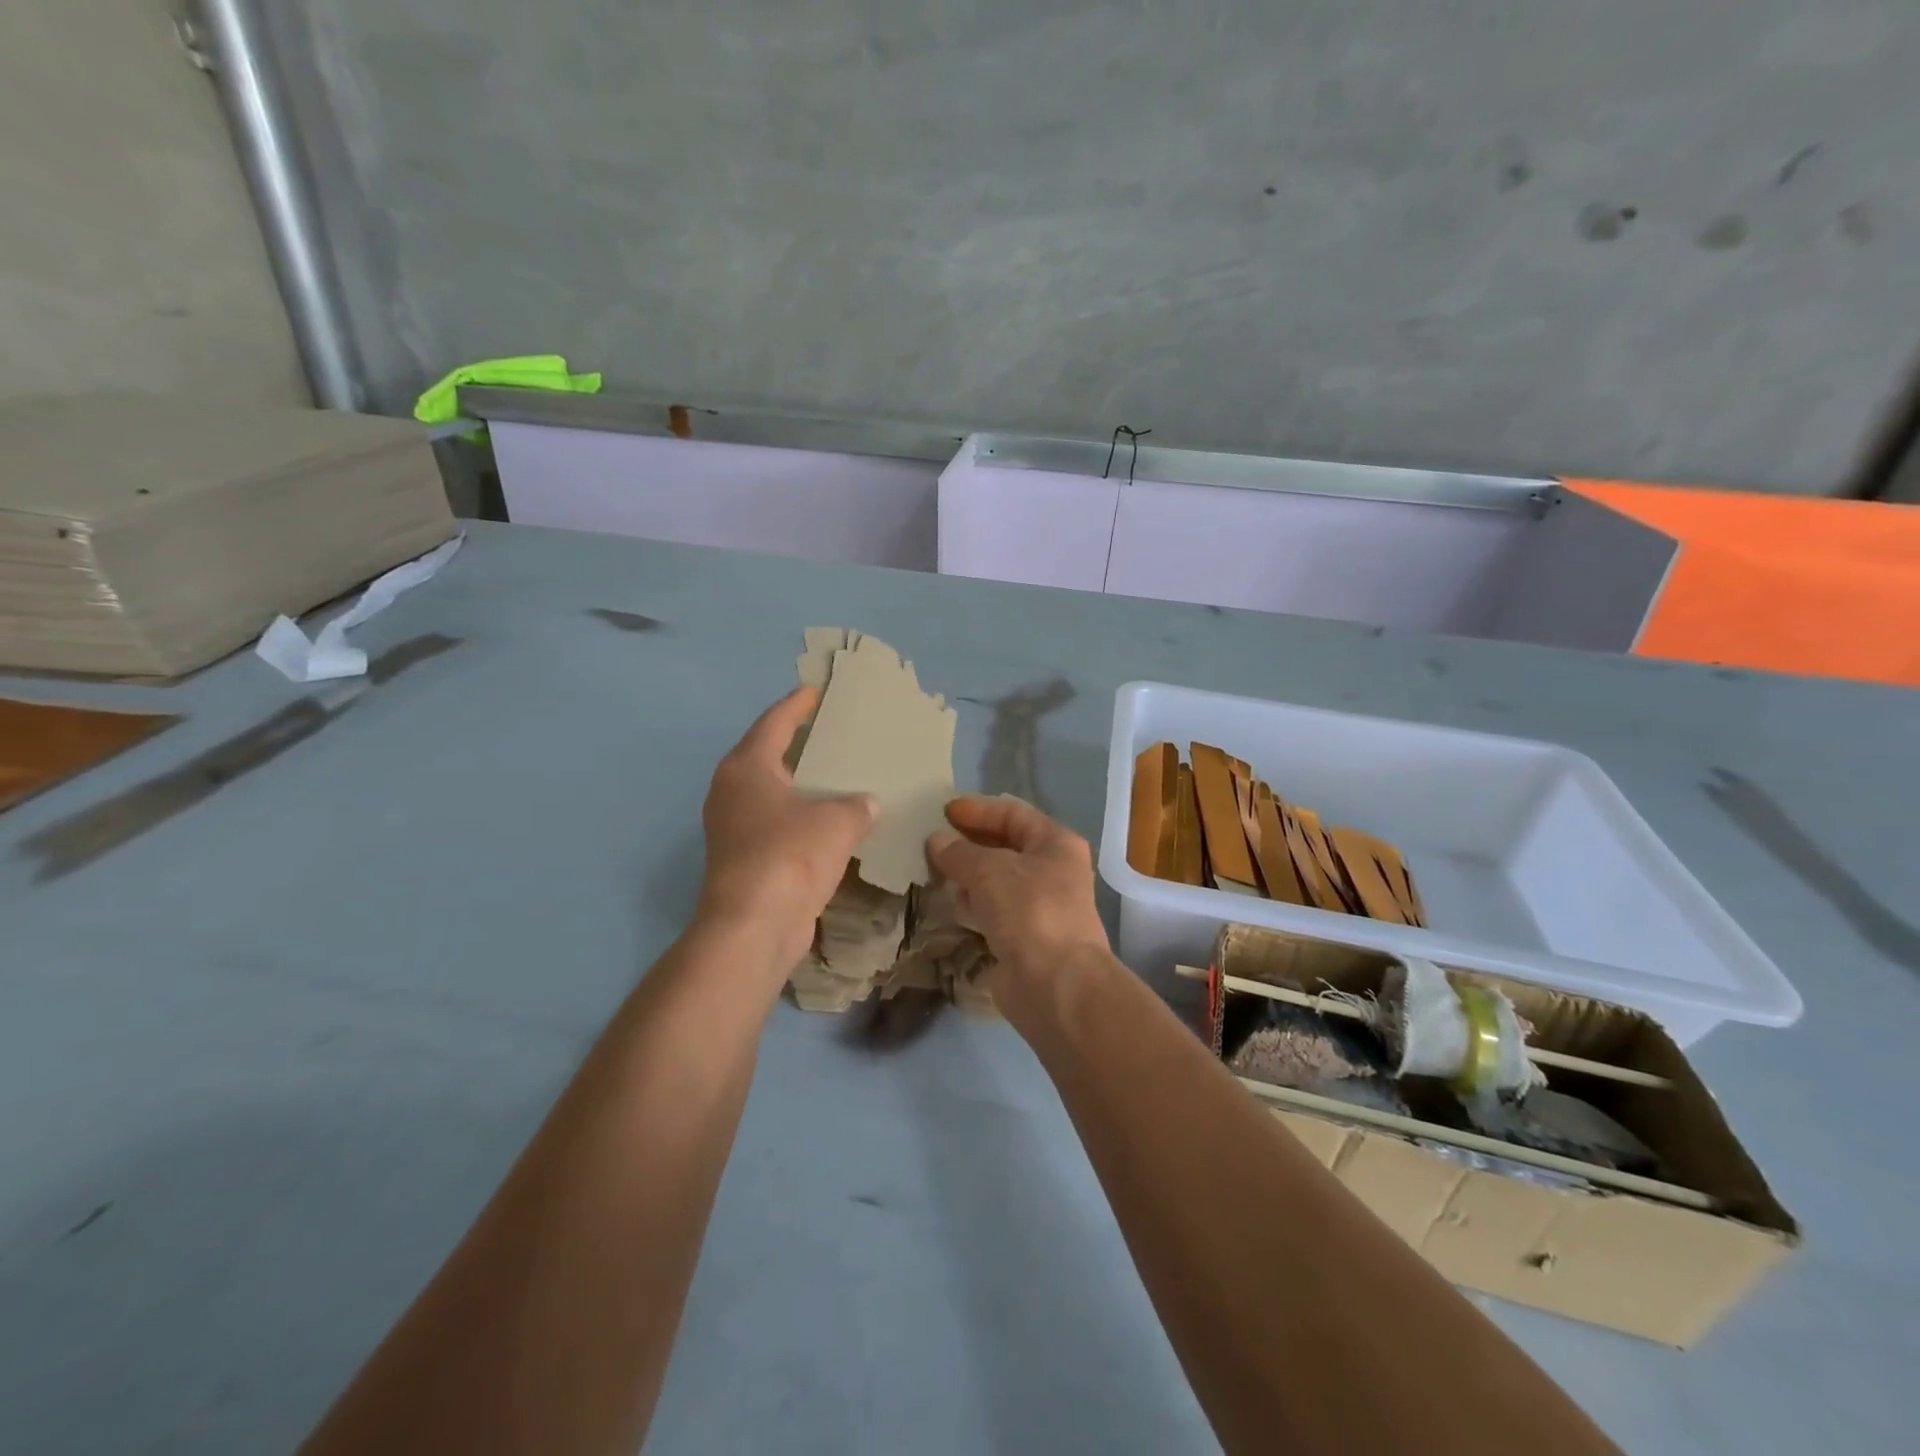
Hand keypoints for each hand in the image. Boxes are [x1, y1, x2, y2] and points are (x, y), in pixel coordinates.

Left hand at [698, 687, 876, 967]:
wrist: (754, 925)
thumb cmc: (791, 855)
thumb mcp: (837, 821)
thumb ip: (857, 805)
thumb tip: (866, 804)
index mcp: (747, 767)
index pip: (774, 722)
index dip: (797, 705)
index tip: (815, 691)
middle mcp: (731, 792)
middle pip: (767, 755)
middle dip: (797, 744)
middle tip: (830, 732)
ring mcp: (732, 828)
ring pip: (771, 794)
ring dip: (800, 786)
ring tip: (835, 776)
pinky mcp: (743, 860)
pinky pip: (776, 825)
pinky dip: (800, 818)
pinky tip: (829, 823)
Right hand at [927, 797, 1110, 989]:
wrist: (1055, 984)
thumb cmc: (1029, 910)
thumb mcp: (989, 870)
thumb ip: (959, 852)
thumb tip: (937, 841)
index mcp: (1056, 843)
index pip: (1013, 814)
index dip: (978, 810)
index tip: (943, 811)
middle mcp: (1053, 870)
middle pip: (1007, 846)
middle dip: (970, 842)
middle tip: (932, 840)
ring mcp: (1041, 906)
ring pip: (999, 880)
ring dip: (969, 874)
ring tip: (934, 870)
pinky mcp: (1026, 937)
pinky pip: (995, 910)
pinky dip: (973, 904)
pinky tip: (951, 903)